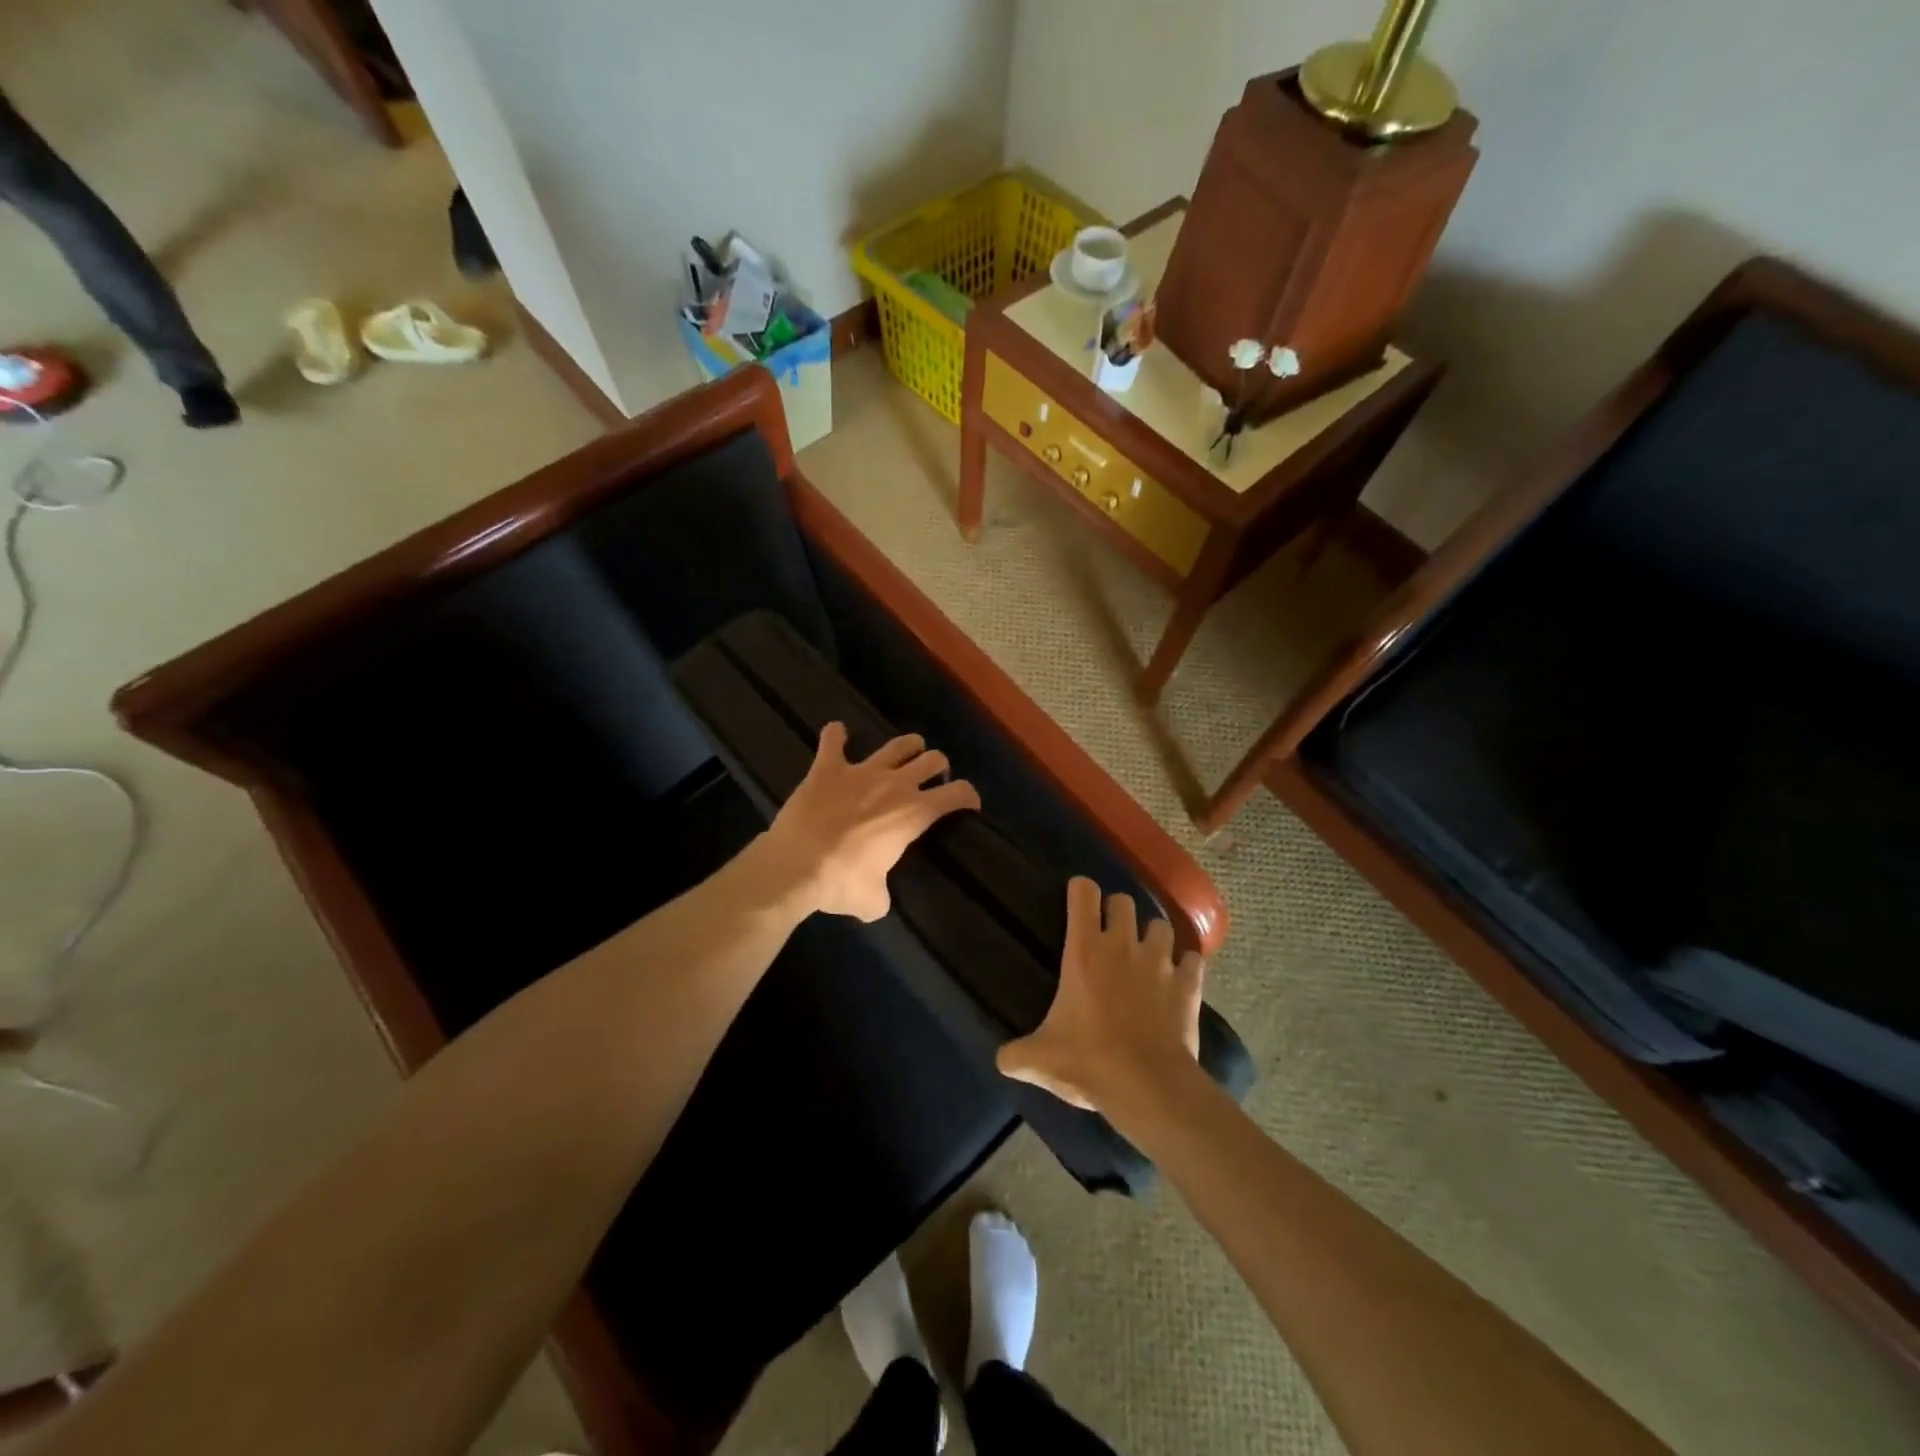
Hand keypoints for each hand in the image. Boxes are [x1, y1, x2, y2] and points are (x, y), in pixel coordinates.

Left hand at [760, 723, 979, 921]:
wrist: (794, 866)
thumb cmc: (841, 883)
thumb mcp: (874, 901)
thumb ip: (884, 893)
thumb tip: (878, 898)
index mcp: (914, 813)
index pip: (957, 793)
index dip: (968, 796)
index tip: (969, 803)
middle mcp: (895, 784)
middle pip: (932, 760)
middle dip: (938, 767)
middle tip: (932, 779)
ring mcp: (861, 771)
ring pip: (897, 745)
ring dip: (907, 746)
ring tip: (908, 751)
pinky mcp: (827, 768)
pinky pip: (832, 740)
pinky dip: (836, 736)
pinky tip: (837, 735)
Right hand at [997, 878, 1203, 1111]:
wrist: (1149, 1087)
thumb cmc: (1089, 1062)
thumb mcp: (1040, 1059)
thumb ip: (1015, 1054)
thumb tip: (1001, 1059)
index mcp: (1084, 950)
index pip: (1083, 893)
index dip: (1080, 891)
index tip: (1077, 904)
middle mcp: (1123, 945)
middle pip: (1123, 901)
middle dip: (1117, 911)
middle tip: (1110, 935)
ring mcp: (1160, 962)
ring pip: (1161, 925)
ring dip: (1153, 936)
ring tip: (1147, 955)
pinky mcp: (1189, 984)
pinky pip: (1192, 960)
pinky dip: (1186, 966)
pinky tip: (1179, 980)